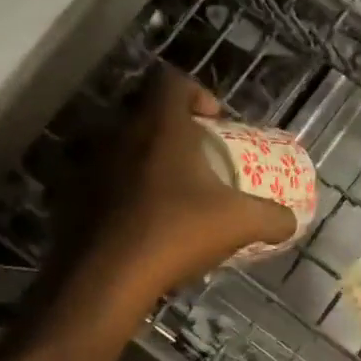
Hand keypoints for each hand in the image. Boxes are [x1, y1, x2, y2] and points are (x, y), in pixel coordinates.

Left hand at [81, 70, 296, 312]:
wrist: (104, 281)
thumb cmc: (175, 234)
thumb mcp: (240, 224)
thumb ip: (272, 217)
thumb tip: (292, 221)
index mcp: (160, 125)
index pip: (172, 80)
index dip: (197, 92)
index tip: (215, 124)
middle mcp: (119, 133)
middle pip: (145, 111)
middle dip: (172, 129)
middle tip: (196, 159)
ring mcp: (89, 164)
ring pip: (119, 146)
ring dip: (144, 160)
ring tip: (168, 192)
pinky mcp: (69, 196)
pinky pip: (98, 180)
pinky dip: (118, 191)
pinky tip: (138, 221)